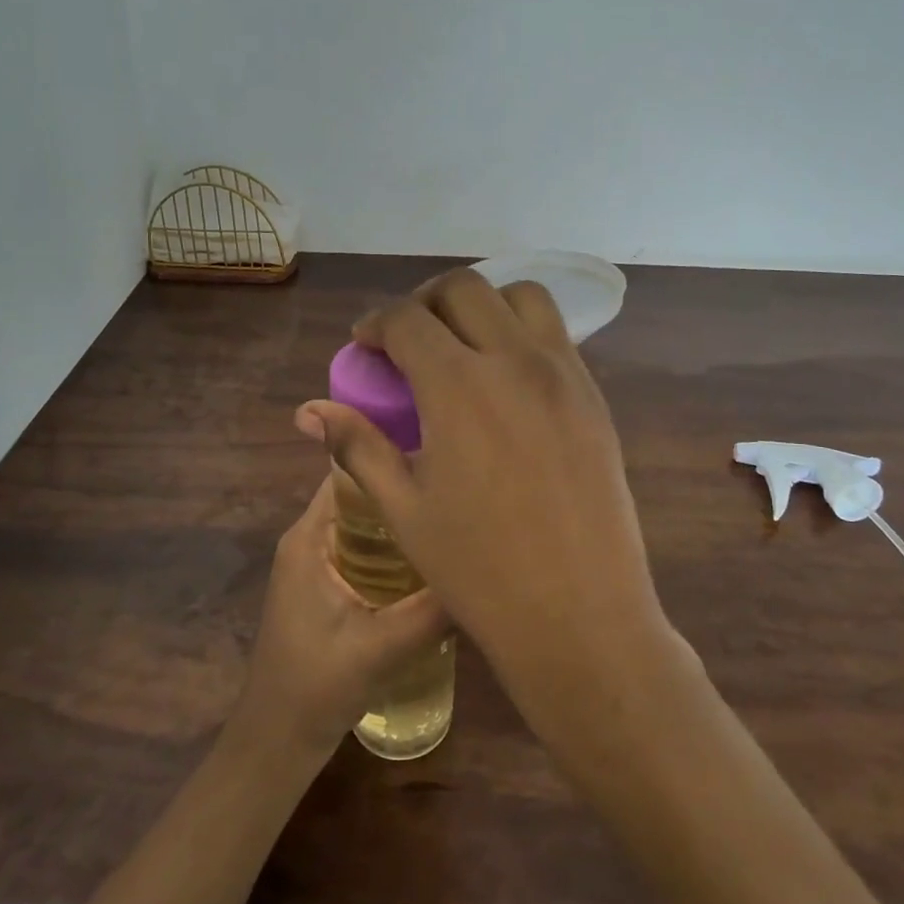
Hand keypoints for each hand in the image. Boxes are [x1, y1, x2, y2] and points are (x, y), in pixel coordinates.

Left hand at [229, 476, 452, 758]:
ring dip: (403, 521)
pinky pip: (366, 552)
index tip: (437, 455)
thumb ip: (432, 611)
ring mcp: (317, 565)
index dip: (388, 457)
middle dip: (405, 490)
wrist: (277, 742)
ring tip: (456, 517)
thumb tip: (489, 570)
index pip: (348, 473)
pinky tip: (435, 560)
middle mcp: (310, 540)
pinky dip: (396, 550)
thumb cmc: (315, 687)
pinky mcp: (327, 588)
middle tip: (459, 490)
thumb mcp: (380, 648)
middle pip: (361, 497)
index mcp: (310, 537)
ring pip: (366, 526)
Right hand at [293, 268, 670, 709]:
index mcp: (459, 386)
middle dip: (424, 301)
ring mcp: (563, 373)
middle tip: (408, 340)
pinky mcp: (594, 395)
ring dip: (481, 305)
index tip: (366, 344)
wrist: (581, 614)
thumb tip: (310, 412)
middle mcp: (514, 361)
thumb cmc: (480, 570)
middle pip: (464, 289)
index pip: (407, 319)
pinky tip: (505, 380)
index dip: (376, 323)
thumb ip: (358, 446)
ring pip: (520, 296)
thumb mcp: (404, 509)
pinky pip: (554, 335)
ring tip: (461, 344)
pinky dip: (520, 331)